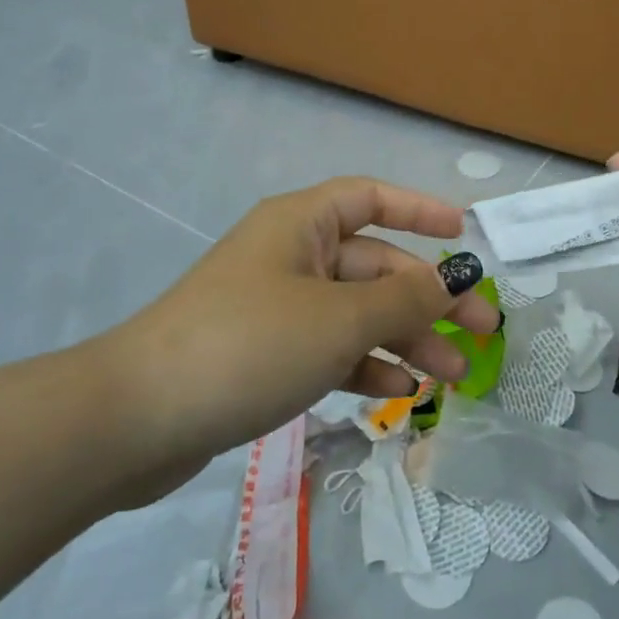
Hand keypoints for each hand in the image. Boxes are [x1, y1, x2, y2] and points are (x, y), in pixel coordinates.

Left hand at [90, 178, 492, 497]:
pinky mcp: (266, 354)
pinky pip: (329, 348)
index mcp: (302, 224)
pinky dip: (364, 365)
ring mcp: (277, 307)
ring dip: (405, 339)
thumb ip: (405, 300)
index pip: (371, 198)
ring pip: (357, 313)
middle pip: (375, 266)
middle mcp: (292, 256)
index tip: (464, 232)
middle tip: (483, 332)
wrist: (135, 420)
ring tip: (452, 375)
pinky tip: (398, 393)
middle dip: (429, 298)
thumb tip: (456, 280)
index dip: (420, 209)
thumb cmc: (249, 344)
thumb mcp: (338, 320)